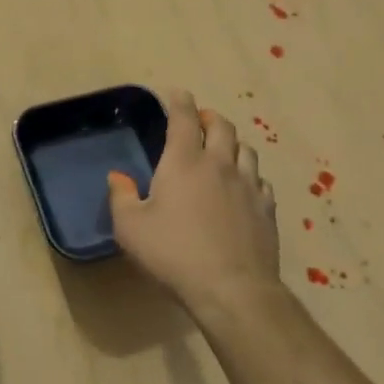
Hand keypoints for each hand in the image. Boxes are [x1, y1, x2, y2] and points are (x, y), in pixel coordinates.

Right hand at [108, 88, 280, 320]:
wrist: (231, 289)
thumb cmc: (173, 254)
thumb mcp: (130, 228)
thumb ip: (121, 197)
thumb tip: (118, 177)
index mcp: (184, 161)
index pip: (184, 118)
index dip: (179, 101)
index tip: (176, 94)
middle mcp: (219, 164)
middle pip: (222, 126)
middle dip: (209, 117)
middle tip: (200, 121)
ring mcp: (248, 186)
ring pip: (245, 150)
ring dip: (232, 143)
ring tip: (222, 150)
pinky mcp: (266, 209)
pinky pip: (261, 180)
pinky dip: (249, 175)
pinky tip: (244, 187)